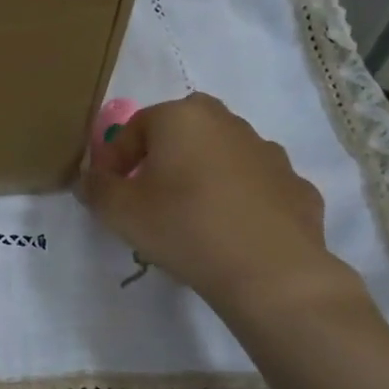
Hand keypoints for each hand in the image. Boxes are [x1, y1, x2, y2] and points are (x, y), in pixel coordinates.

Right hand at [79, 93, 365, 321]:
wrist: (270, 272)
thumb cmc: (183, 227)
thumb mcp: (119, 211)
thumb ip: (96, 188)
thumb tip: (92, 179)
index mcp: (182, 117)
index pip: (132, 128)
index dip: (113, 160)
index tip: (107, 193)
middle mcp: (228, 122)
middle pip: (180, 134)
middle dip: (159, 160)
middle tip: (147, 198)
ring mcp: (269, 153)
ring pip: (220, 157)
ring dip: (200, 177)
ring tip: (189, 219)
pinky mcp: (296, 186)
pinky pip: (253, 187)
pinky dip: (238, 201)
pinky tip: (228, 232)